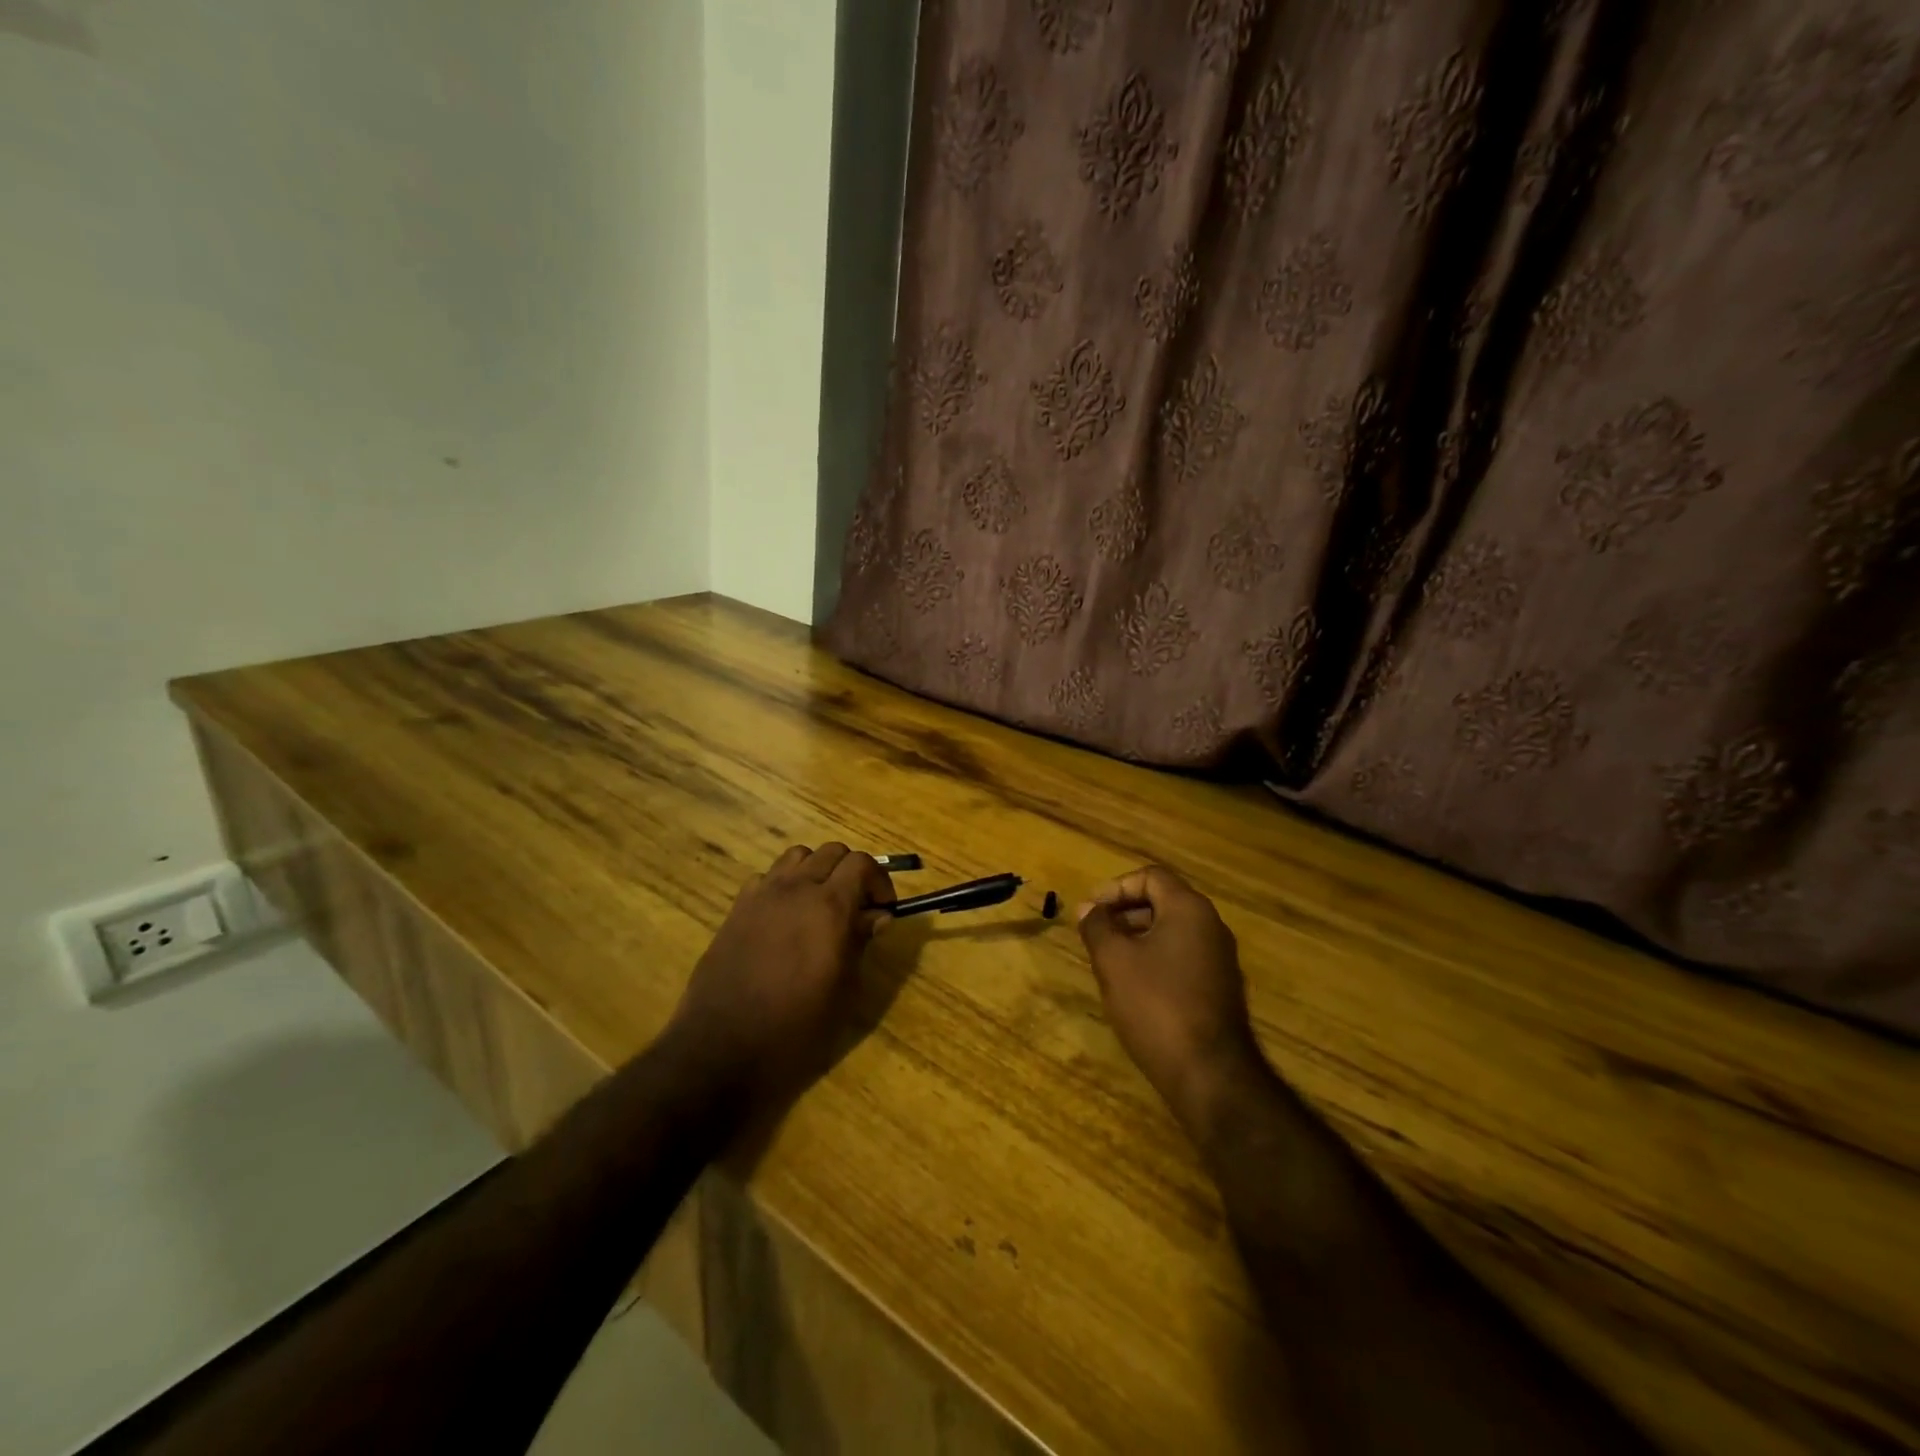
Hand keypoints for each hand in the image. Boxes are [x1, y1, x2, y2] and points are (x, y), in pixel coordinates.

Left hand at [665, 844, 893, 1105]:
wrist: (723, 1049)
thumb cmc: (796, 1028)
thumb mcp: (844, 991)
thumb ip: (861, 943)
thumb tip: (878, 916)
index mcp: (830, 907)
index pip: (862, 863)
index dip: (879, 880)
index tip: (883, 909)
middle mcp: (796, 889)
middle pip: (832, 851)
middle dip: (851, 872)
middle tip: (857, 907)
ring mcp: (762, 895)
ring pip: (798, 856)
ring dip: (816, 871)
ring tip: (820, 905)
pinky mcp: (737, 908)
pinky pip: (767, 877)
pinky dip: (784, 885)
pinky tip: (785, 918)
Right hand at [1076, 865, 1266, 1138]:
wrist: (1209, 1073)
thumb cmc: (1156, 1005)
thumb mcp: (1114, 961)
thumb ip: (1098, 927)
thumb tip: (1088, 908)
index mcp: (1189, 909)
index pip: (1151, 876)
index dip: (1116, 887)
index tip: (1091, 911)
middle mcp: (1211, 926)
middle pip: (1164, 900)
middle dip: (1125, 911)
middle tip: (1096, 933)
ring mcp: (1220, 958)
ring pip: (1173, 930)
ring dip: (1138, 936)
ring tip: (1109, 959)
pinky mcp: (1220, 988)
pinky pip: (1184, 956)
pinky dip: (1156, 958)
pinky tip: (1135, 986)